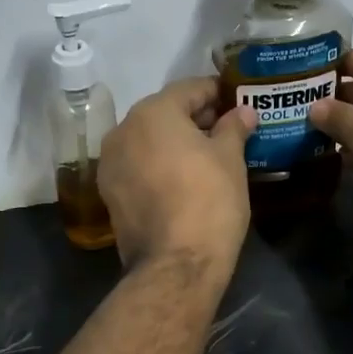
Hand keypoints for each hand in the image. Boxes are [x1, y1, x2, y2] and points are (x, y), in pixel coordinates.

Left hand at [99, 78, 254, 272]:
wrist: (175, 264)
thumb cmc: (209, 201)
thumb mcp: (230, 159)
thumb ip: (233, 127)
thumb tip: (243, 112)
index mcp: (152, 113)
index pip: (189, 89)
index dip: (216, 93)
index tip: (237, 102)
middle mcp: (123, 130)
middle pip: (163, 113)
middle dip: (194, 118)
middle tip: (226, 130)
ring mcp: (110, 163)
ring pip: (148, 140)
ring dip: (174, 142)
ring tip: (206, 156)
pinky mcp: (109, 192)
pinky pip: (138, 165)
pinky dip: (158, 164)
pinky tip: (182, 178)